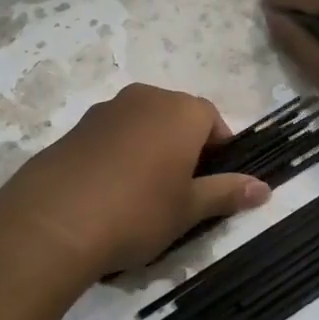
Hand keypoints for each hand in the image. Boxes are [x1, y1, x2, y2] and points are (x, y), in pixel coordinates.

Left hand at [0, 83, 270, 286]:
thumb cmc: (137, 212)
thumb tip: (265, 189)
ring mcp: (106, 109)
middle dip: (184, 149)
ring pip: (143, 125)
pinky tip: (109, 192)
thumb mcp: (188, 209)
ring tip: (142, 196)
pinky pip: (112, 135)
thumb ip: (226, 193)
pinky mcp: (76, 127)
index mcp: (180, 111)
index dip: (219, 152)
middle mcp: (145, 98)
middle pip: (177, 118)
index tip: (212, 185)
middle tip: (180, 193)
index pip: (213, 121)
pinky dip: (119, 155)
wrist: (53, 221)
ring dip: (150, 150)